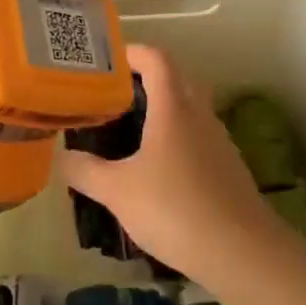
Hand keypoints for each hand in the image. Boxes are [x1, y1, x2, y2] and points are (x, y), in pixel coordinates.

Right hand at [60, 44, 283, 280]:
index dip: (132, 52)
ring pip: (188, 112)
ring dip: (161, 113)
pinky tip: (155, 172)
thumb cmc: (174, 209)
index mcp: (174, 108)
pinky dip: (174, 142)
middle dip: (145, 82)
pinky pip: (196, 140)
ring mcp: (219, 142)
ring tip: (127, 133)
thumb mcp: (117, 191)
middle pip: (175, 81)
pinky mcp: (228, 169)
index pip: (157, 59)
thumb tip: (63, 156)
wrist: (241, 252)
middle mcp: (200, 116)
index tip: (107, 60)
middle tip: (112, 98)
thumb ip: (85, 170)